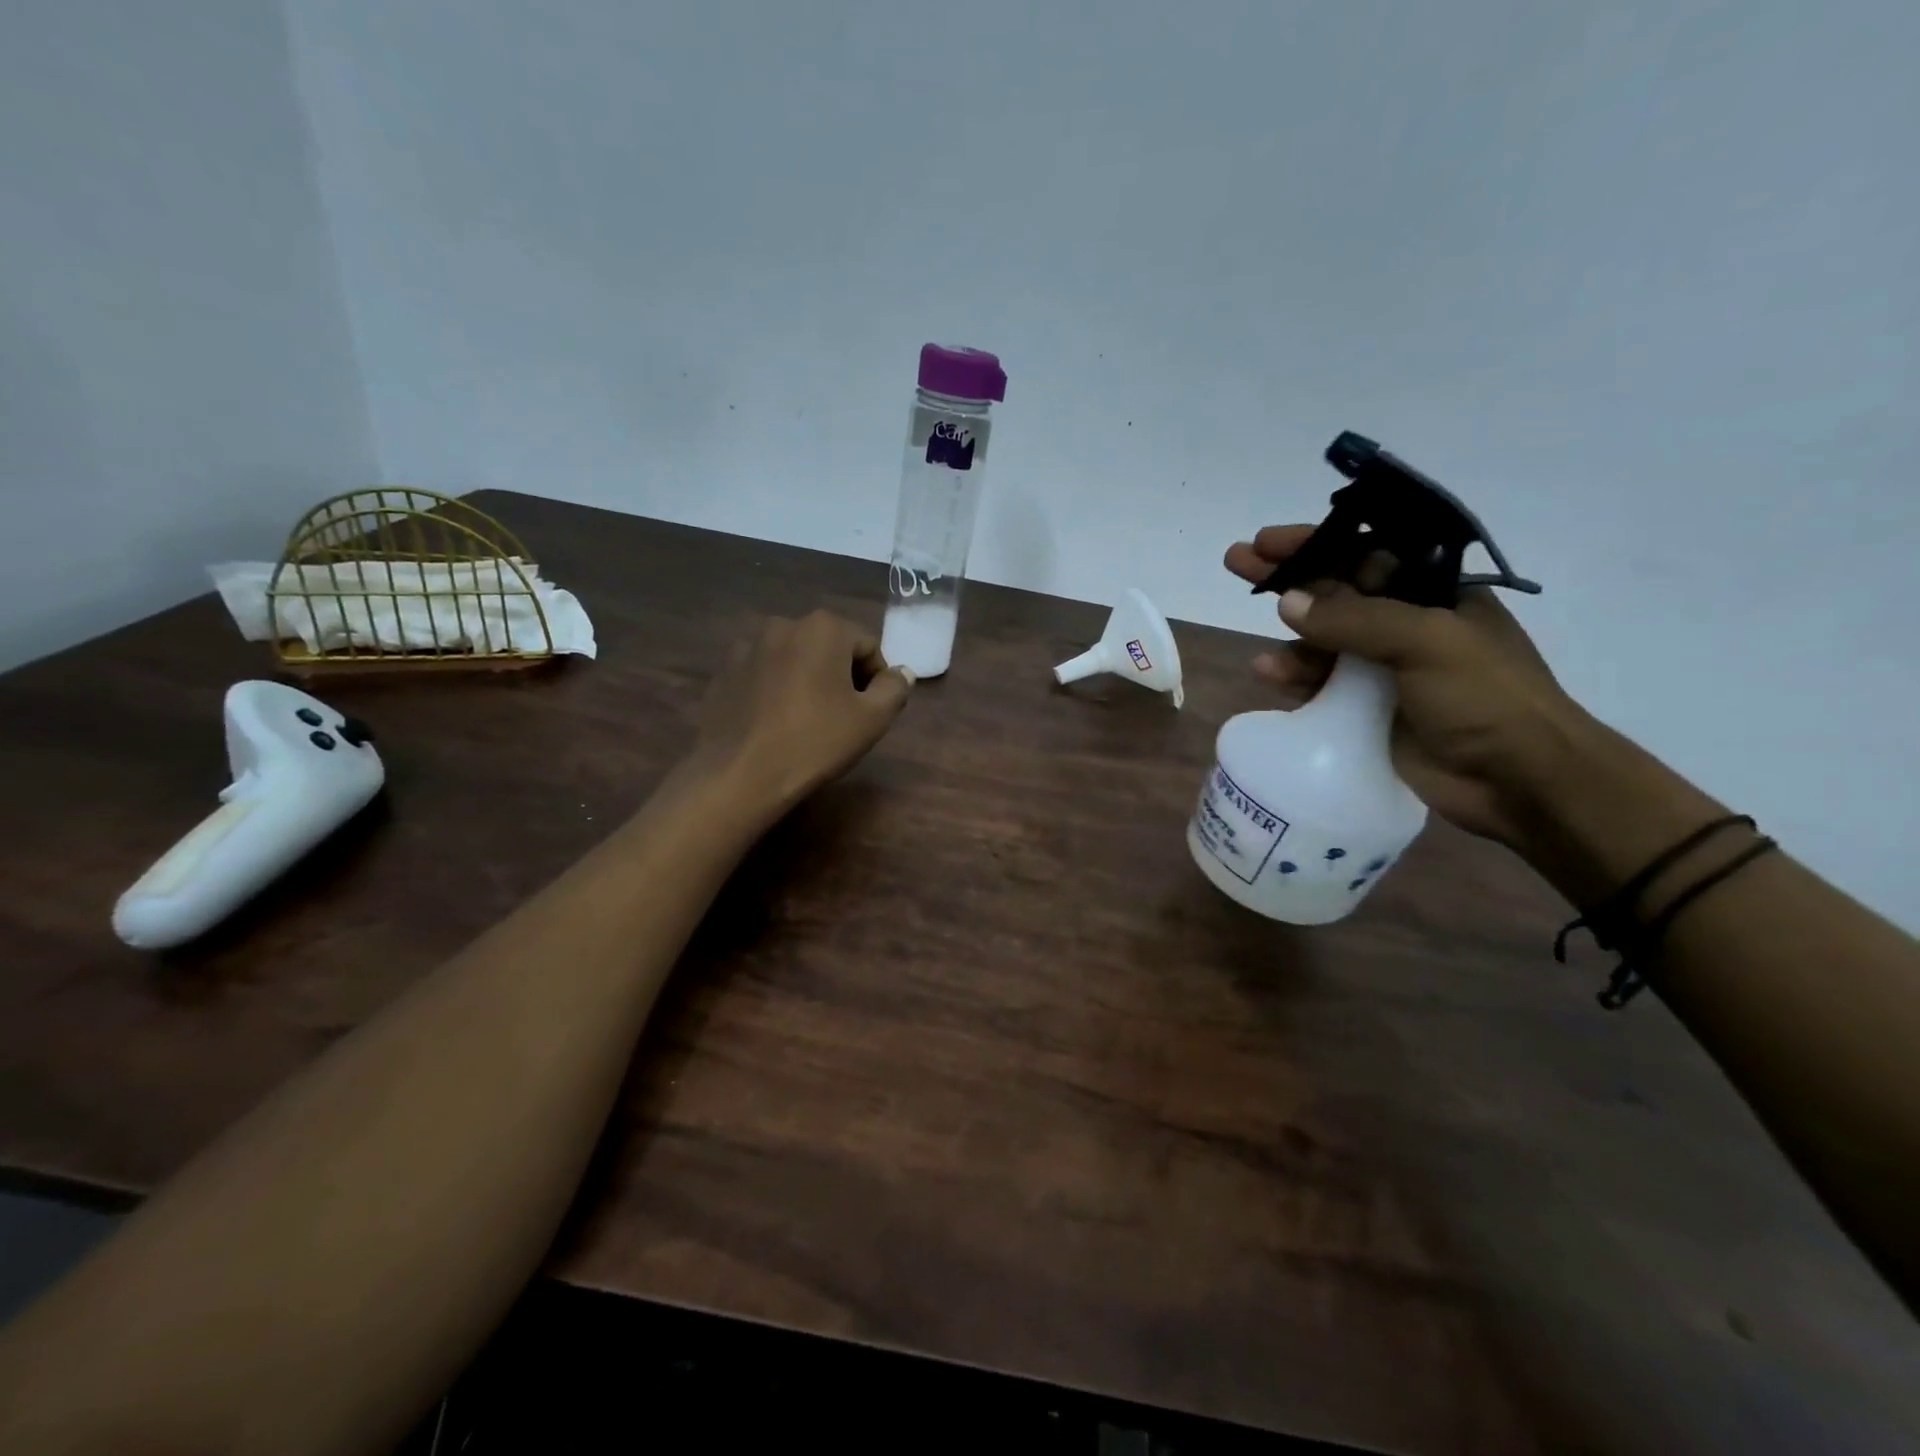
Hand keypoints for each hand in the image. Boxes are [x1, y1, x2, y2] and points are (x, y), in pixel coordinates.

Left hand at [690, 610, 913, 817]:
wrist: (738, 774)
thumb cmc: (815, 742)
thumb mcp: (872, 720)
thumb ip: (894, 689)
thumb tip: (902, 672)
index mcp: (824, 628)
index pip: (868, 646)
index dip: (877, 680)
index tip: (872, 712)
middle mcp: (784, 624)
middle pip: (830, 647)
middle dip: (842, 676)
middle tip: (843, 717)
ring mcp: (747, 646)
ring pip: (795, 659)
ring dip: (808, 680)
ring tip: (807, 720)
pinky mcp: (724, 671)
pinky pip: (764, 674)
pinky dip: (776, 689)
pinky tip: (775, 722)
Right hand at [1225, 525, 1584, 845]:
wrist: (1517, 780)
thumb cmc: (1486, 697)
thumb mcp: (1426, 642)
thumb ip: (1354, 620)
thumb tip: (1287, 602)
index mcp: (1434, 595)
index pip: (1365, 555)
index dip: (1316, 545)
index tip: (1268, 542)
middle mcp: (1405, 625)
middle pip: (1334, 593)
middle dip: (1287, 580)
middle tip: (1237, 563)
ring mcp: (1384, 669)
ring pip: (1321, 642)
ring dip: (1288, 642)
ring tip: (1264, 658)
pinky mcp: (1365, 710)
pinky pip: (1318, 684)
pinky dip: (1294, 678)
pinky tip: (1270, 676)